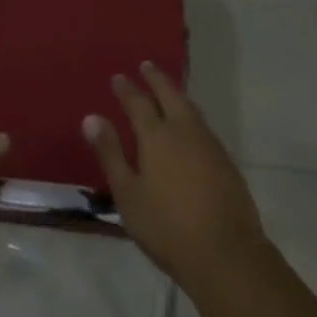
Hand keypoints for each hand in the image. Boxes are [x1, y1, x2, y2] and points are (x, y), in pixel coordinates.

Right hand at [84, 63, 265, 286]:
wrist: (225, 251)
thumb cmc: (167, 226)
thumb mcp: (128, 194)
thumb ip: (110, 154)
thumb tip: (91, 118)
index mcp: (156, 136)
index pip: (138, 102)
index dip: (127, 89)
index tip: (118, 77)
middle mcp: (184, 130)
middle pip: (169, 94)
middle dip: (156, 78)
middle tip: (146, 65)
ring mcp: (208, 143)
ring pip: (189, 106)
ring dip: (175, 93)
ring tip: (168, 88)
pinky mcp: (225, 159)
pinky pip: (203, 124)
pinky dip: (190, 113)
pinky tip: (190, 125)